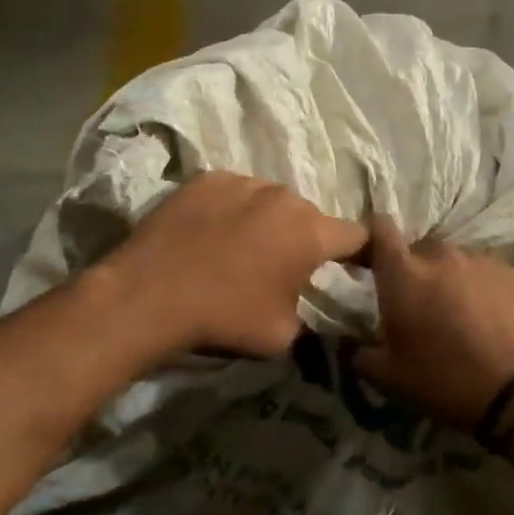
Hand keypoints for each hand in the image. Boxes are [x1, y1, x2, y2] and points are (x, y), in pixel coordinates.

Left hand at [100, 171, 367, 358]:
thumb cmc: (225, 317)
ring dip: (267, 221)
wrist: (150, 294)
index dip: (363, 253)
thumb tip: (313, 315)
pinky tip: (211, 233)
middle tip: (285, 266)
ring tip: (242, 248)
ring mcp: (243, 181)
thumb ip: (310, 318)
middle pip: (308, 216)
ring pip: (269, 201)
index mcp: (311, 232)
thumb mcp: (282, 336)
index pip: (356, 235)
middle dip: (304, 239)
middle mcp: (283, 197)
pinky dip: (232, 210)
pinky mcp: (207, 178)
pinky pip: (234, 192)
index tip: (359, 266)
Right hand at [353, 215, 513, 429]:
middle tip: (420, 303)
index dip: (374, 236)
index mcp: (403, 274)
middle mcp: (440, 256)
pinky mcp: (513, 273)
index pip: (381, 228)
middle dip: (415, 269)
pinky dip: (481, 288)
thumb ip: (358, 353)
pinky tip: (489, 319)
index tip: (374, 256)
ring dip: (450, 279)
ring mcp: (480, 261)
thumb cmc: (445, 380)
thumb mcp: (389, 377)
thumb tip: (345, 341)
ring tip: (458, 314)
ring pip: (455, 260)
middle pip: (420, 249)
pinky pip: (486, 272)